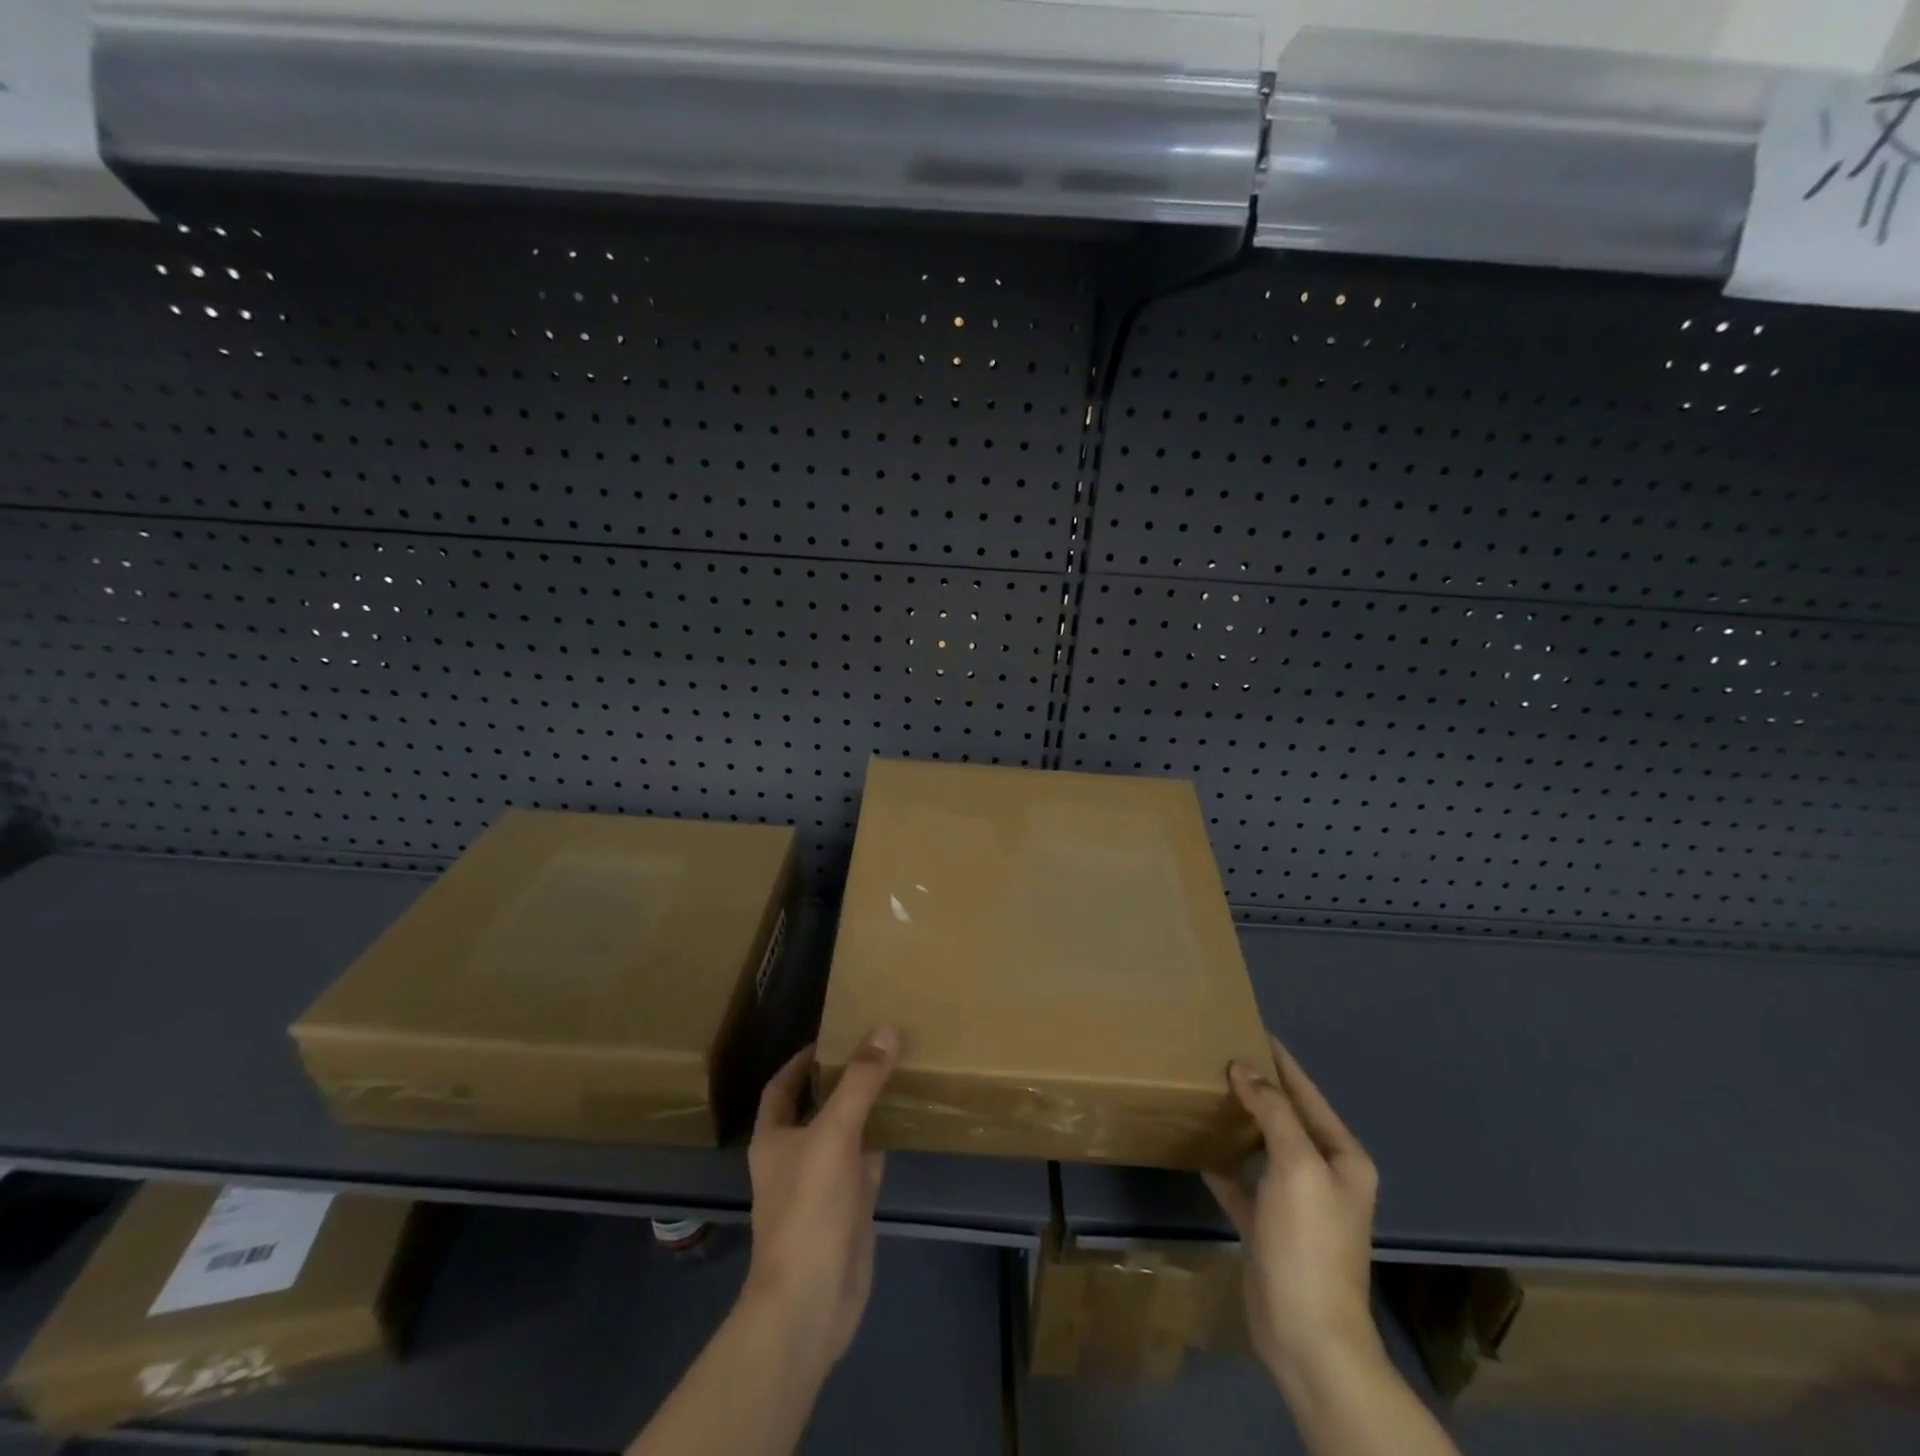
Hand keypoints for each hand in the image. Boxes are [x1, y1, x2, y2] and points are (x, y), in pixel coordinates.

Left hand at [741, 1026, 898, 1371]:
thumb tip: (884, 1030)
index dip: (801, 1061)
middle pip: (816, 1108)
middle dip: (840, 1081)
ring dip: (864, 1110)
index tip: (832, 1038)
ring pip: (844, 1135)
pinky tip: (903, 1124)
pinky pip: (865, 1164)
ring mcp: (822, 1186)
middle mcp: (794, 1158)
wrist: (811, 1300)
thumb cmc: (808, 1208)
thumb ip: (859, 1082)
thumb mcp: (834, 1133)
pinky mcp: (848, 1209)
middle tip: (874, 1049)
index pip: (781, 1087)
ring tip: (894, 1075)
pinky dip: (881, 1143)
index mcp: (773, 1139)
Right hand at [1203, 1035, 1384, 1395]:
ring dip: (1240, 1120)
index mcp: (1342, 1157)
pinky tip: (1199, 1146)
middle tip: (1218, 1054)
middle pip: (1286, 1117)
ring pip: (1264, 1146)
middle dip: (1257, 1087)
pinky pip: (1244, 1181)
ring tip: (1207, 1090)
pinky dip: (1225, 1163)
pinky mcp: (1268, 1226)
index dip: (1282, 1061)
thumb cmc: (1309, 1242)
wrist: (1306, 1334)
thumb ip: (1274, 1111)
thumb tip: (1245, 1068)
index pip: (1308, 1094)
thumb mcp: (1297, 1165)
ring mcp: (1296, 1203)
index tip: (1251, 1028)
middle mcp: (1323, 1175)